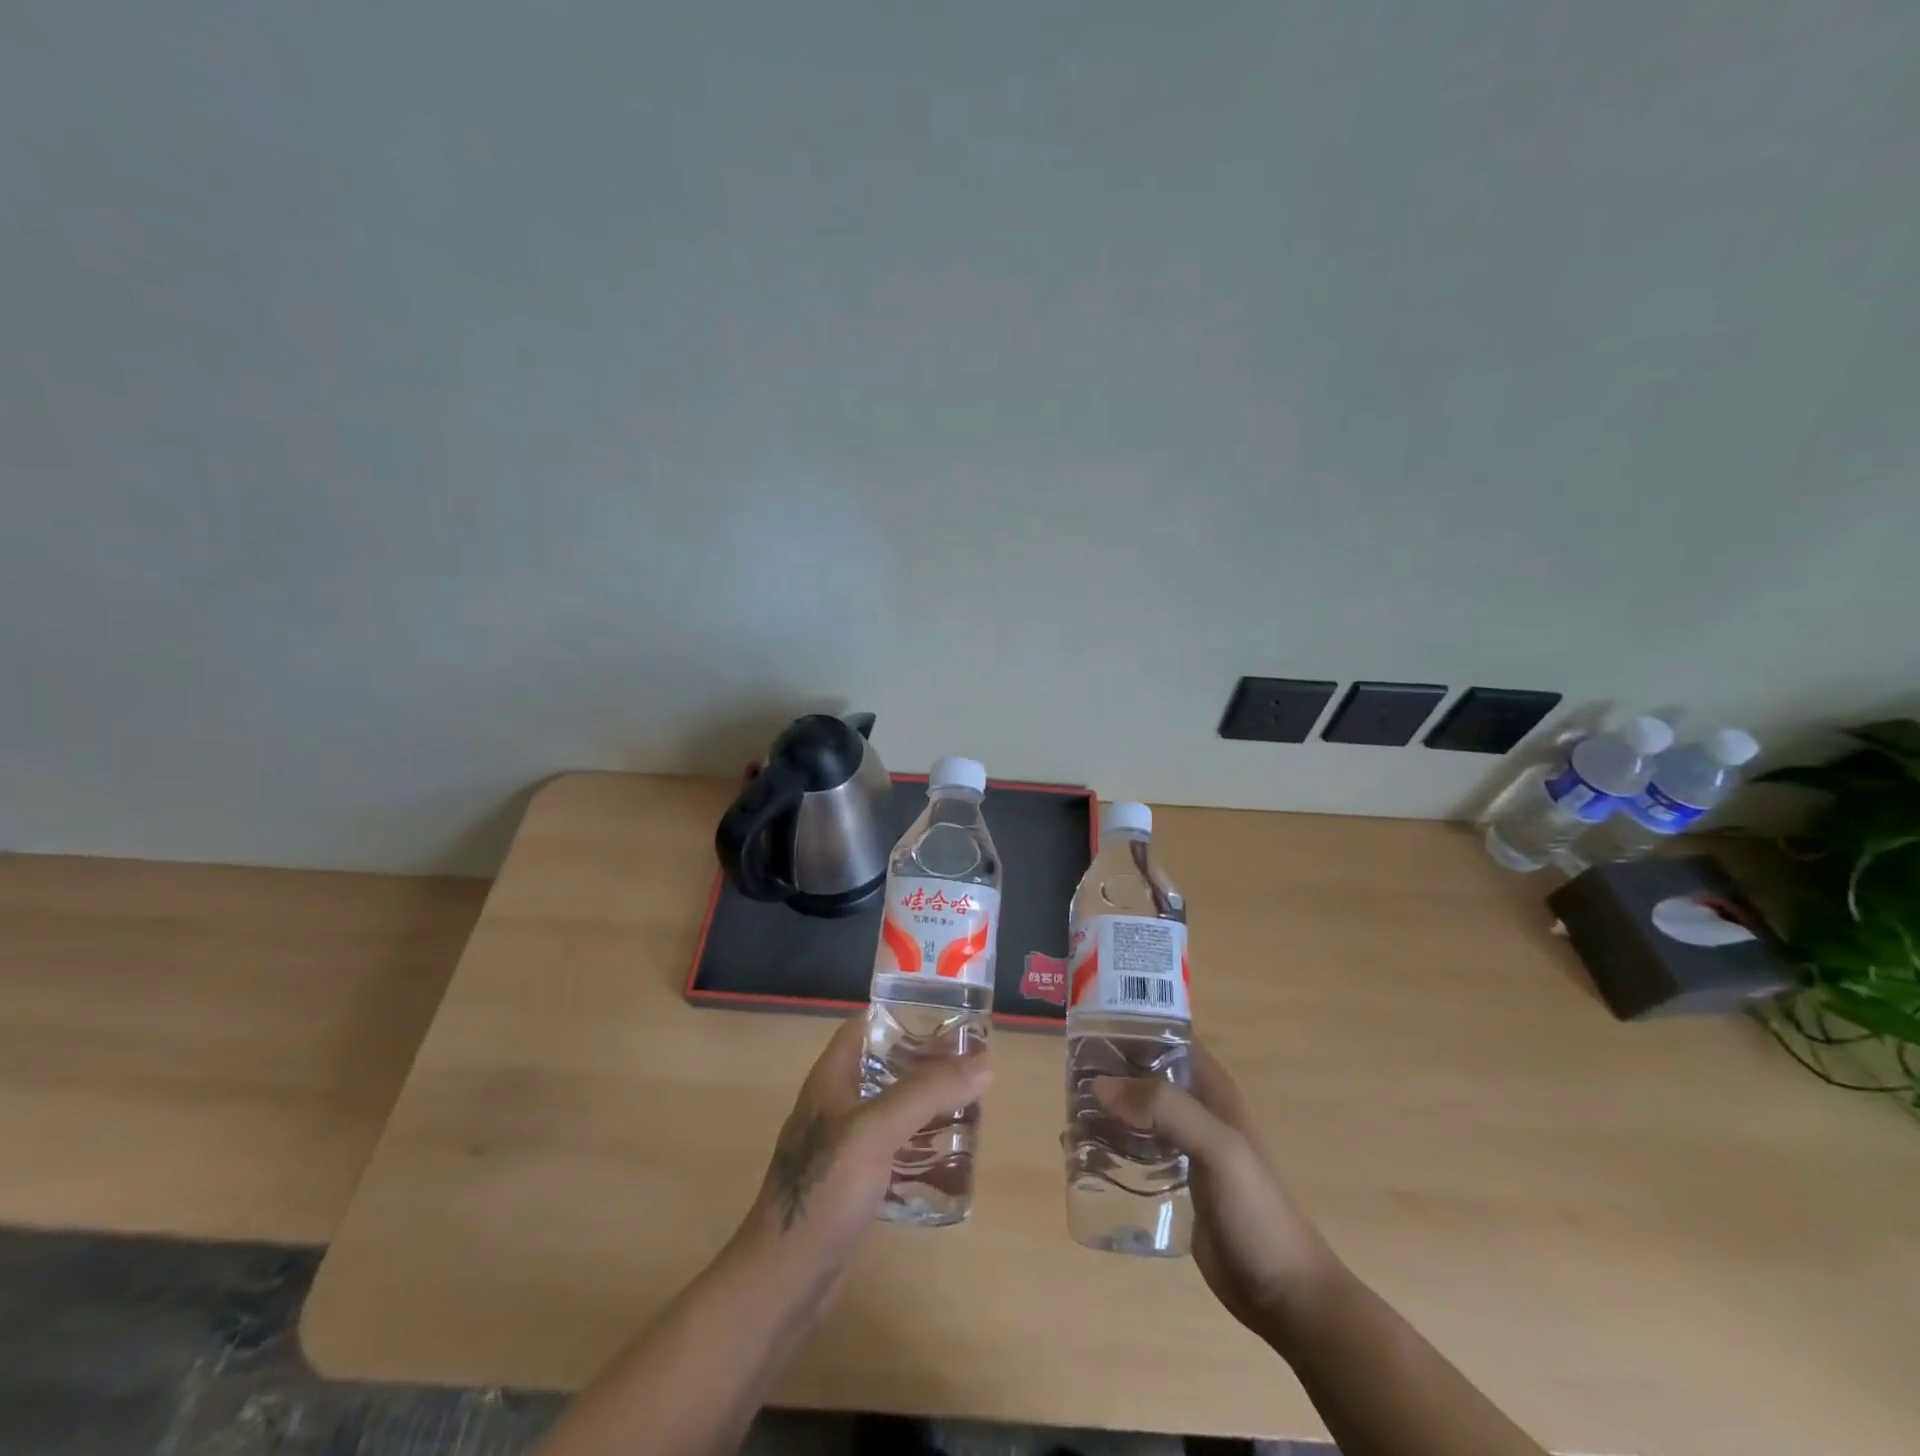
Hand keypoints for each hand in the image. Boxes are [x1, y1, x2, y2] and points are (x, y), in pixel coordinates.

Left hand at [732, 1014, 991, 1316]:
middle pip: (886, 1064)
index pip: (869, 1024)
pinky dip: (921, 1142)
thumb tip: (984, 1063)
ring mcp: (844, 1143)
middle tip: (972, 1063)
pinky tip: (950, 1153)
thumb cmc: (824, 1191)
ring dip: (927, 1102)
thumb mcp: (876, 1130)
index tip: (950, 1015)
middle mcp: (837, 1102)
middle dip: (927, 1060)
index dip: (905, 1013)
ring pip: (893, 1106)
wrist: (784, 1280)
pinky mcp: (854, 1180)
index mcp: (833, 1077)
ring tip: (970, 1103)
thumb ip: (926, 1093)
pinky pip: (894, 1146)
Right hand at [1096, 1041, 1339, 1345]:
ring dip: (1105, 1109)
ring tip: (1067, 1112)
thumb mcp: (1217, 1148)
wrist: (1282, 1292)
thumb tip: (1100, 1085)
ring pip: (1136, 1112)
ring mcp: (1184, 1146)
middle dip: (1109, 1070)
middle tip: (1067, 1074)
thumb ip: (1165, 1109)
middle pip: (1145, 1073)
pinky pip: (1134, 1150)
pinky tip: (1080, 1153)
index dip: (1133, 1026)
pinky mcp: (1173, 1181)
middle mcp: (1196, 1109)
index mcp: (1212, 1089)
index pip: (1168, 1037)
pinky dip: (1108, 1145)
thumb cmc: (1255, 1210)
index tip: (1089, 1028)